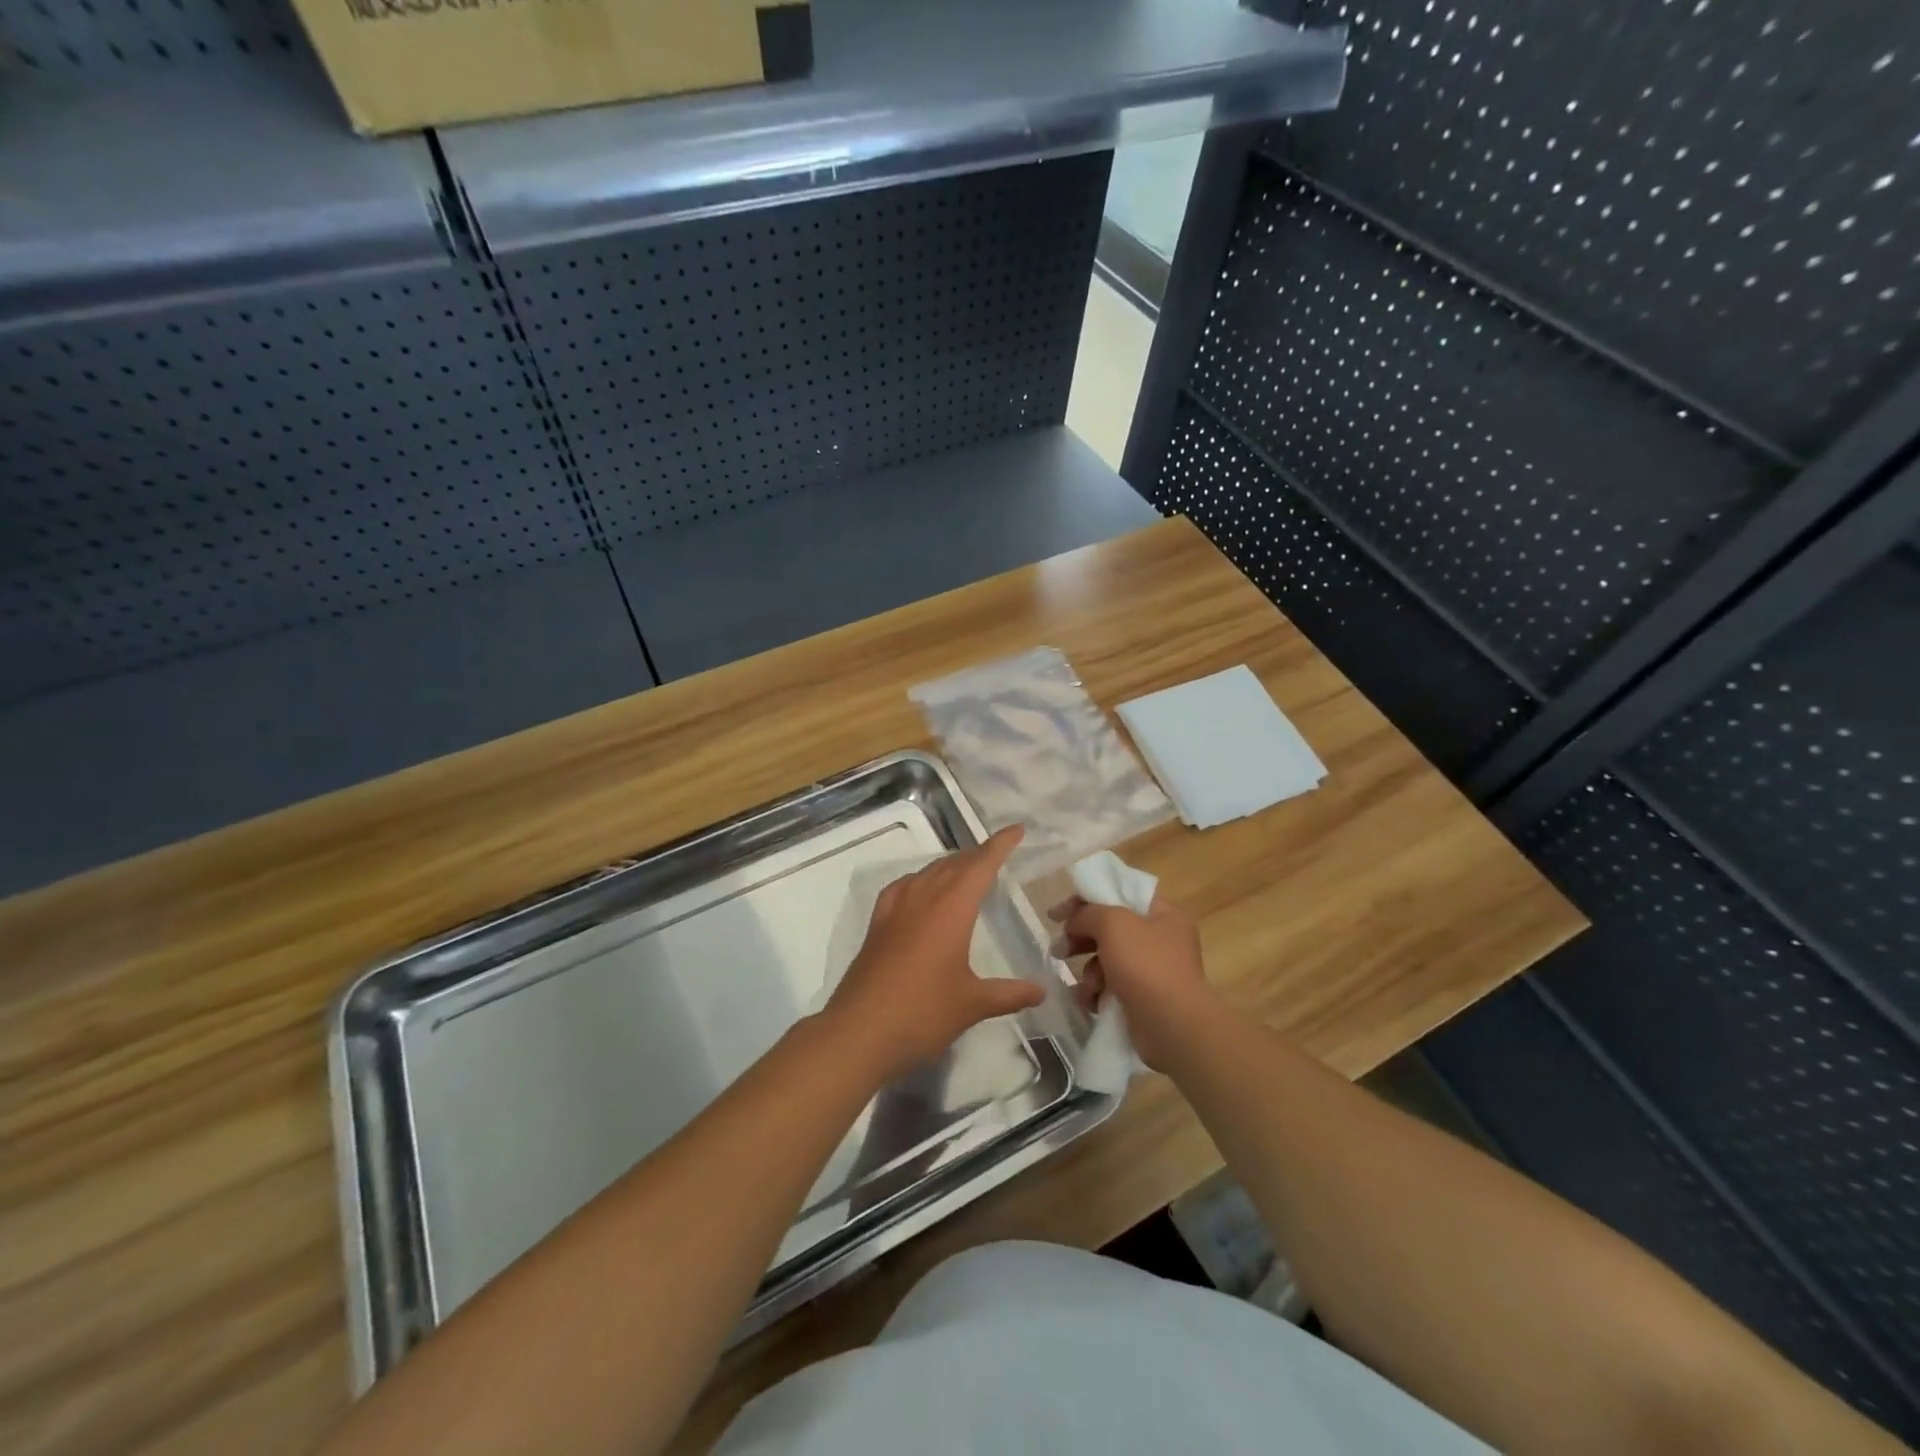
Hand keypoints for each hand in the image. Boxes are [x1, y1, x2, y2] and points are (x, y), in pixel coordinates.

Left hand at [822, 826, 1044, 1084]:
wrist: (858, 1032)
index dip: (999, 845)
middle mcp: (922, 899)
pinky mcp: (877, 926)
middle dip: (977, 855)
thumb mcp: (972, 1005)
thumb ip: (1009, 994)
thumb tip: (1042, 990)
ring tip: (965, 869)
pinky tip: (919, 891)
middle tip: (997, 853)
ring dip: (949, 865)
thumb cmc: (922, 1013)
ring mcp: (895, 910)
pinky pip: (902, 888)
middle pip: (954, 864)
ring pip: (927, 873)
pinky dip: (918, 881)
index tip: (1017, 829)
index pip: (981, 865)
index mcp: (951, 909)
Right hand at [1047, 890, 1215, 1070]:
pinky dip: (1097, 992)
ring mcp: (1153, 971)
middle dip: (1081, 939)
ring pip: (1108, 960)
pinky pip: (1111, 987)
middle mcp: (1161, 940)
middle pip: (1111, 929)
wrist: (1172, 1027)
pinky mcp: (1143, 999)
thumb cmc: (1145, 965)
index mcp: (1163, 914)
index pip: (1120, 894)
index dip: (1086, 899)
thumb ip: (1088, 913)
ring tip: (1084, 987)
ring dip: (1089, 971)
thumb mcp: (1113, 923)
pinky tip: (1089, 1001)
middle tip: (1058, 949)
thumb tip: (1074, 922)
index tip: (1057, 914)